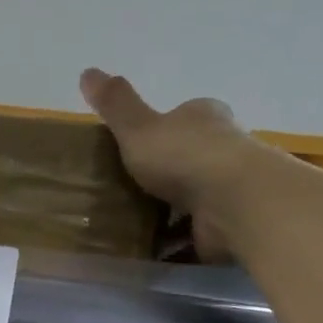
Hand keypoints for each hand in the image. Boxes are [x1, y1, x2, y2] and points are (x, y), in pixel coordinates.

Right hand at [80, 69, 248, 258]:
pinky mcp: (229, 223)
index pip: (182, 116)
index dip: (160, 129)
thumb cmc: (185, 156)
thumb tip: (87, 71)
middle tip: (126, 190)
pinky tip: (153, 251)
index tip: (133, 148)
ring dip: (171, 210)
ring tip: (131, 225)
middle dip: (164, 172)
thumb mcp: (138, 127)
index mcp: (203, 117)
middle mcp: (223, 147)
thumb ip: (114, 105)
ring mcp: (229, 187)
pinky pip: (196, 230)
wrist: (235, 202)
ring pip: (195, 195)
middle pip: (189, 156)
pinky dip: (178, 240)